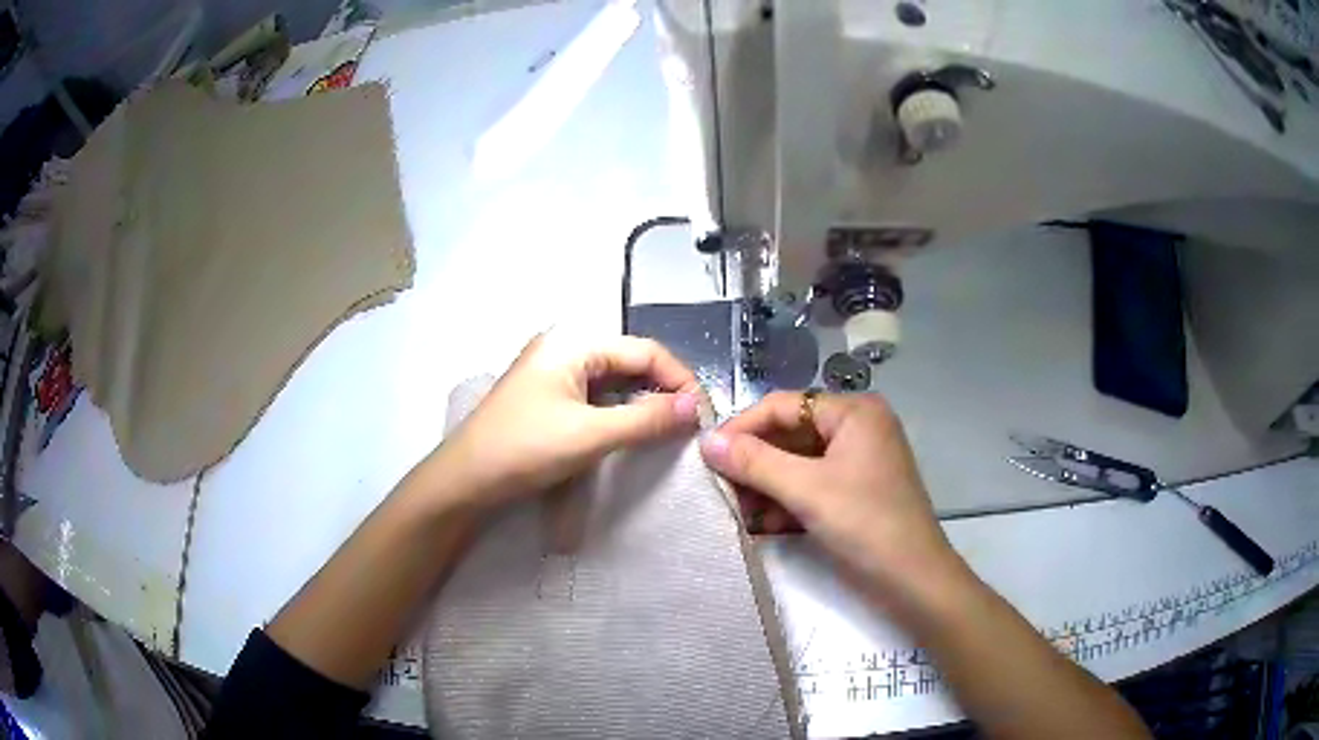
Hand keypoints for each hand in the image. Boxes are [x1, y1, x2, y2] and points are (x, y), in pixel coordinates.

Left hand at [432, 332, 700, 509]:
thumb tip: (695, 407)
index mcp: (573, 343)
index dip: (678, 379)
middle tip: (687, 425)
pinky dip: (619, 412)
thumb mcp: (590, 435)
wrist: (465, 481)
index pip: (644, 350)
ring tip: (667, 431)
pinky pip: (596, 397)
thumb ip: (646, 418)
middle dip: (662, 390)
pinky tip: (633, 432)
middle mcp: (565, 349)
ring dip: (642, 403)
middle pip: (629, 361)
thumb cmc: (525, 449)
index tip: (701, 414)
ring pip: (614, 381)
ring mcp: (554, 373)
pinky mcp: (549, 398)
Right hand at [700, 392, 965, 610]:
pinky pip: (811, 485)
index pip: (784, 406)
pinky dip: (786, 501)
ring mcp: (857, 461)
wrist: (913, 580)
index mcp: (853, 412)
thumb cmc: (865, 524)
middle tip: (719, 487)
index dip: (742, 427)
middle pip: (790, 434)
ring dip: (766, 486)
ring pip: (797, 463)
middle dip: (754, 463)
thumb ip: (754, 462)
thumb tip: (705, 440)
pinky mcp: (854, 491)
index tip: (705, 455)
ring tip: (736, 510)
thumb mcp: (806, 490)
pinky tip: (762, 525)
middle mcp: (856, 428)